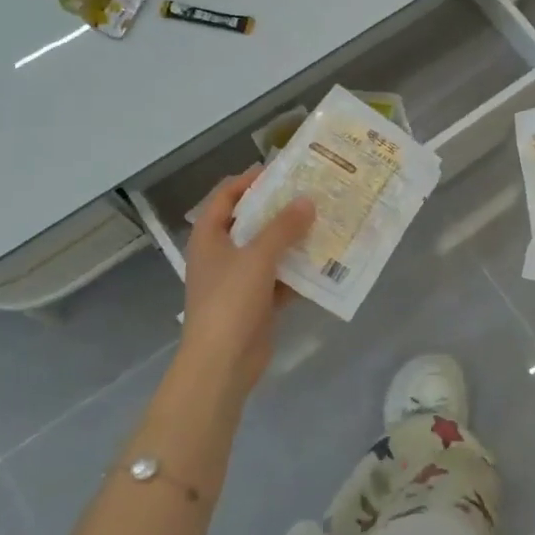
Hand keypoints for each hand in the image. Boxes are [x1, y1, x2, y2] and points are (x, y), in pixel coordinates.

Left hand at [178, 167, 314, 390]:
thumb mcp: (257, 257)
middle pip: (251, 221)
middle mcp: (221, 254)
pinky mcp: (256, 303)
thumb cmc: (230, 302)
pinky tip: (325, 261)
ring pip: (268, 250)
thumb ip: (283, 227)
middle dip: (280, 209)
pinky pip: (280, 278)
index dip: (250, 180)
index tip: (282, 170)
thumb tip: (307, 200)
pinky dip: (298, 271)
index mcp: (209, 237)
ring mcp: (239, 280)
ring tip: (325, 222)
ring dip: (293, 239)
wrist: (221, 364)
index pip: (226, 196)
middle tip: (312, 194)